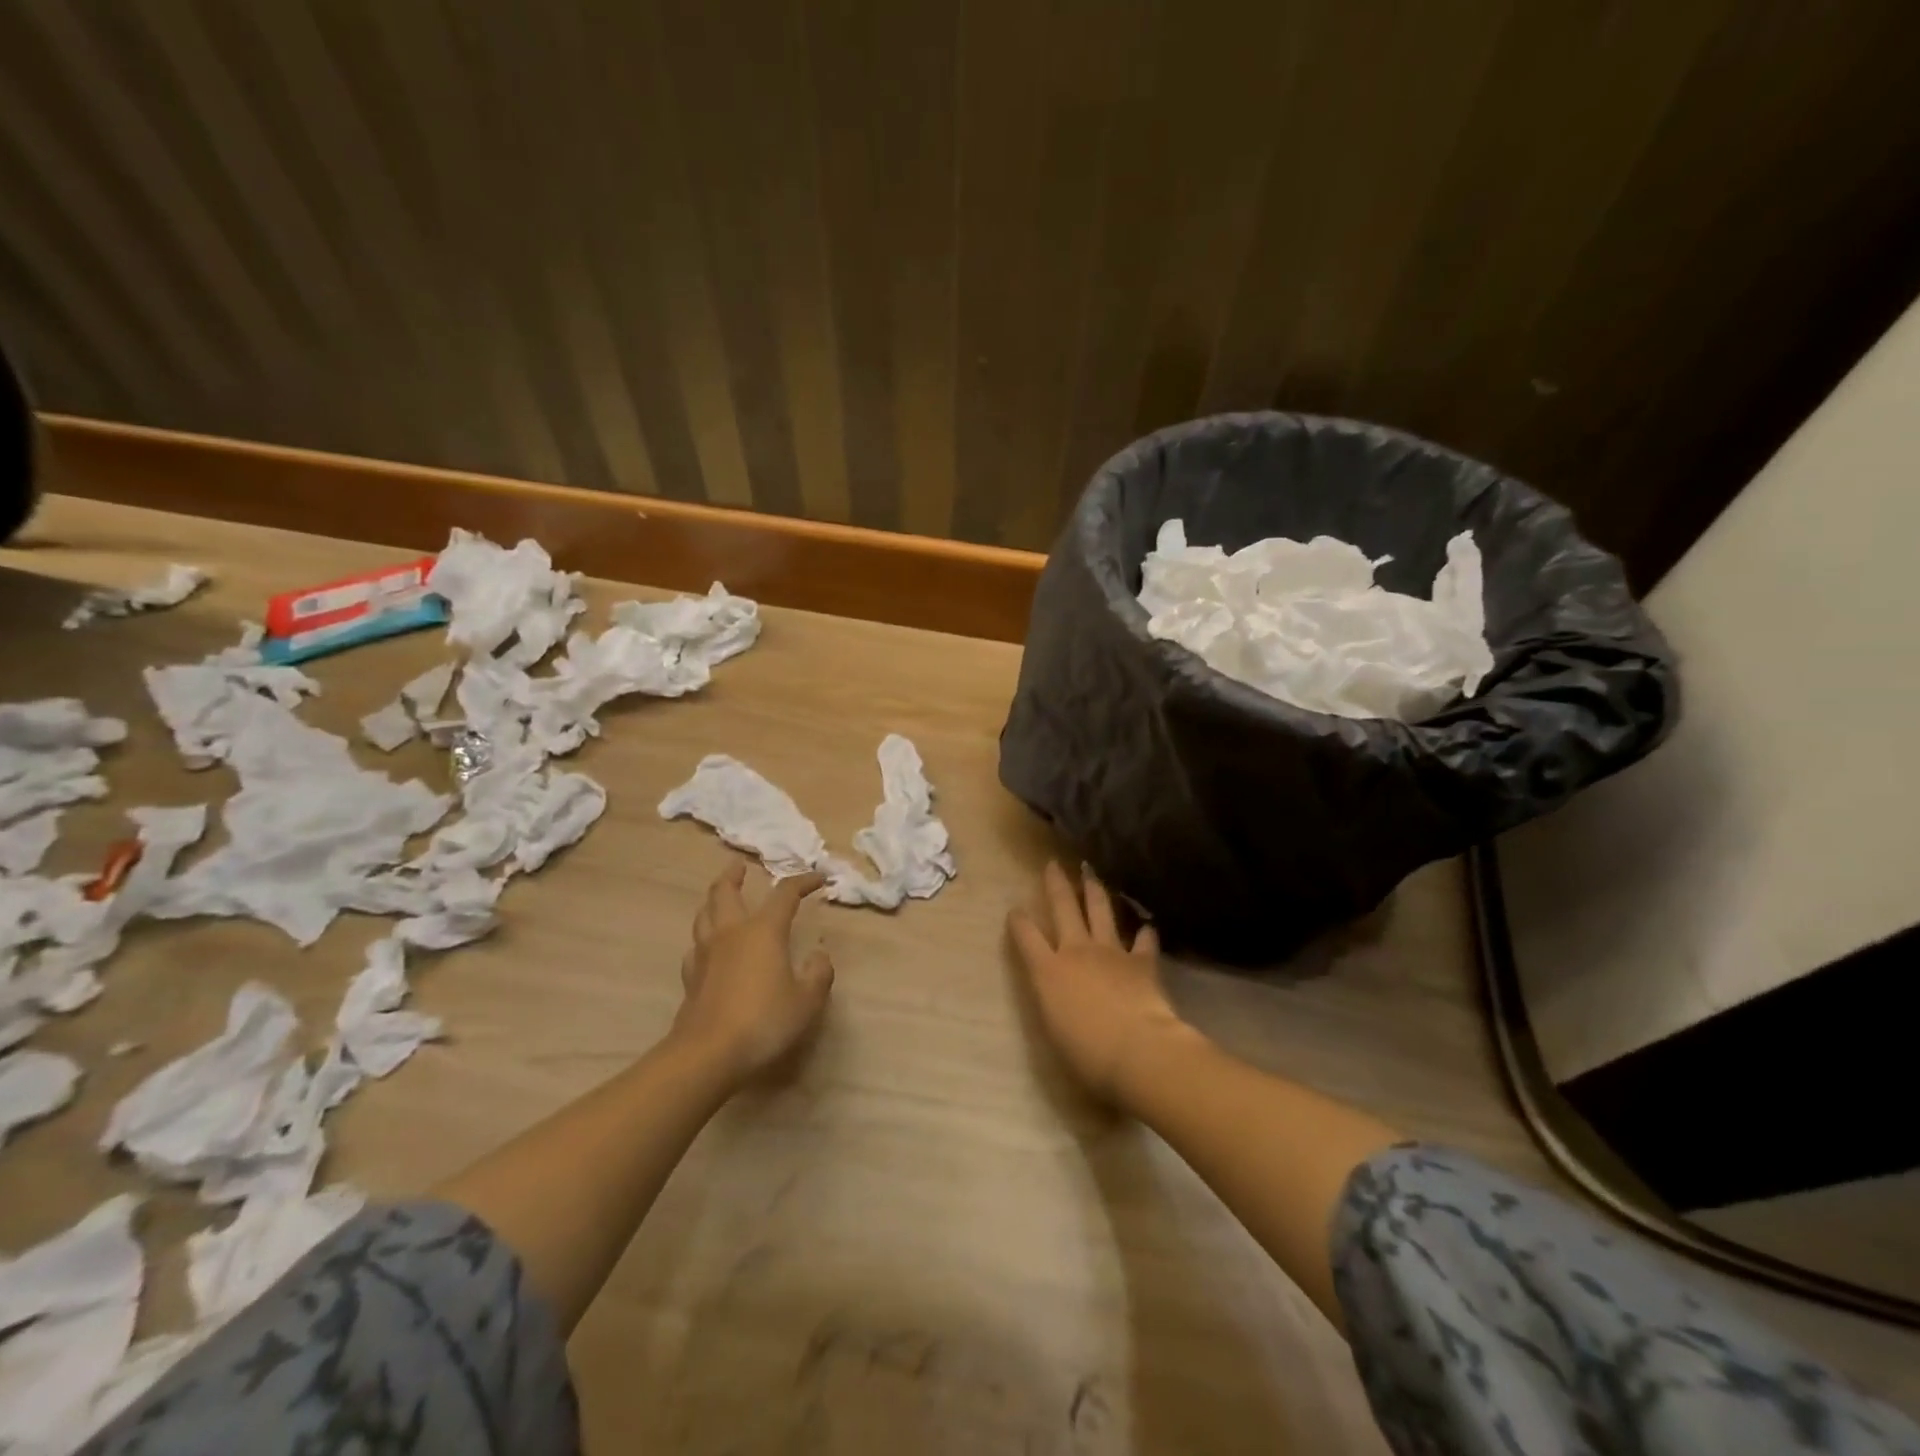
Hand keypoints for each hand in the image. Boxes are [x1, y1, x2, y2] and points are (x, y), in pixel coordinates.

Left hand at [673, 861, 834, 1083]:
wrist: (708, 1054)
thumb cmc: (764, 1021)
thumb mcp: (807, 1000)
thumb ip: (818, 973)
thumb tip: (818, 955)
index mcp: (763, 930)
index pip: (785, 894)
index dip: (803, 881)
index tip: (819, 879)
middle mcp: (731, 933)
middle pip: (725, 892)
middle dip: (734, 875)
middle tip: (740, 866)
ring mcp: (705, 954)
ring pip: (704, 914)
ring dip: (714, 900)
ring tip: (721, 897)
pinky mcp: (690, 978)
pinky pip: (695, 946)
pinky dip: (703, 938)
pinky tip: (708, 947)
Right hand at [1007, 861, 1189, 1107]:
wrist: (1137, 1049)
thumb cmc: (1086, 1052)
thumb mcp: (1055, 1029)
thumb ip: (1053, 1003)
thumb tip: (1058, 995)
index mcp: (1048, 971)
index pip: (1026, 936)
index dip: (1019, 920)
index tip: (1015, 909)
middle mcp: (1076, 951)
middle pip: (1062, 908)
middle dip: (1056, 884)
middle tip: (1053, 864)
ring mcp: (1111, 951)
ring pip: (1100, 911)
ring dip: (1095, 891)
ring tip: (1092, 873)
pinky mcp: (1141, 961)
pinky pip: (1143, 940)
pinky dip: (1145, 932)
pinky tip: (1147, 926)